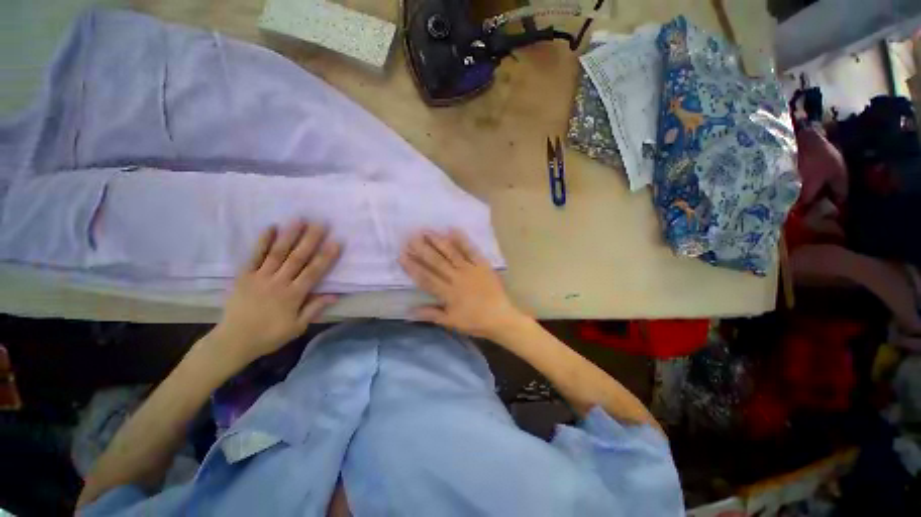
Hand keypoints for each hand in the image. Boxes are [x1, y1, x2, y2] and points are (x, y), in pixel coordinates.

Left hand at [207, 220, 340, 368]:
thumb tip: (334, 295)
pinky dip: (262, 241)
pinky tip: (270, 227)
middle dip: (310, 240)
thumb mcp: (297, 327)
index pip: (313, 272)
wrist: (233, 340)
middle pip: (297, 258)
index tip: (336, 242)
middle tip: (321, 223)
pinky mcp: (244, 276)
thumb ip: (315, 309)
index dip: (326, 257)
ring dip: (289, 235)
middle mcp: (278, 282)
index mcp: (293, 295)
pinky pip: (254, 256)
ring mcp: (260, 277)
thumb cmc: (269, 335)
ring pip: (277, 253)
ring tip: (299, 219)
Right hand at [399, 230, 526, 340]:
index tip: (402, 255)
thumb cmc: (474, 321)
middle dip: (422, 250)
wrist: (500, 317)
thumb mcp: (451, 322)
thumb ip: (431, 314)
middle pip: (436, 262)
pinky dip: (463, 240)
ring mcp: (470, 269)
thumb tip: (408, 311)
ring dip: (438, 242)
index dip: (413, 267)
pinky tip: (453, 229)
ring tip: (426, 230)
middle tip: (410, 237)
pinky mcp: (482, 265)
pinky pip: (472, 251)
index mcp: (448, 293)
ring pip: (451, 253)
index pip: (426, 278)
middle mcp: (457, 278)